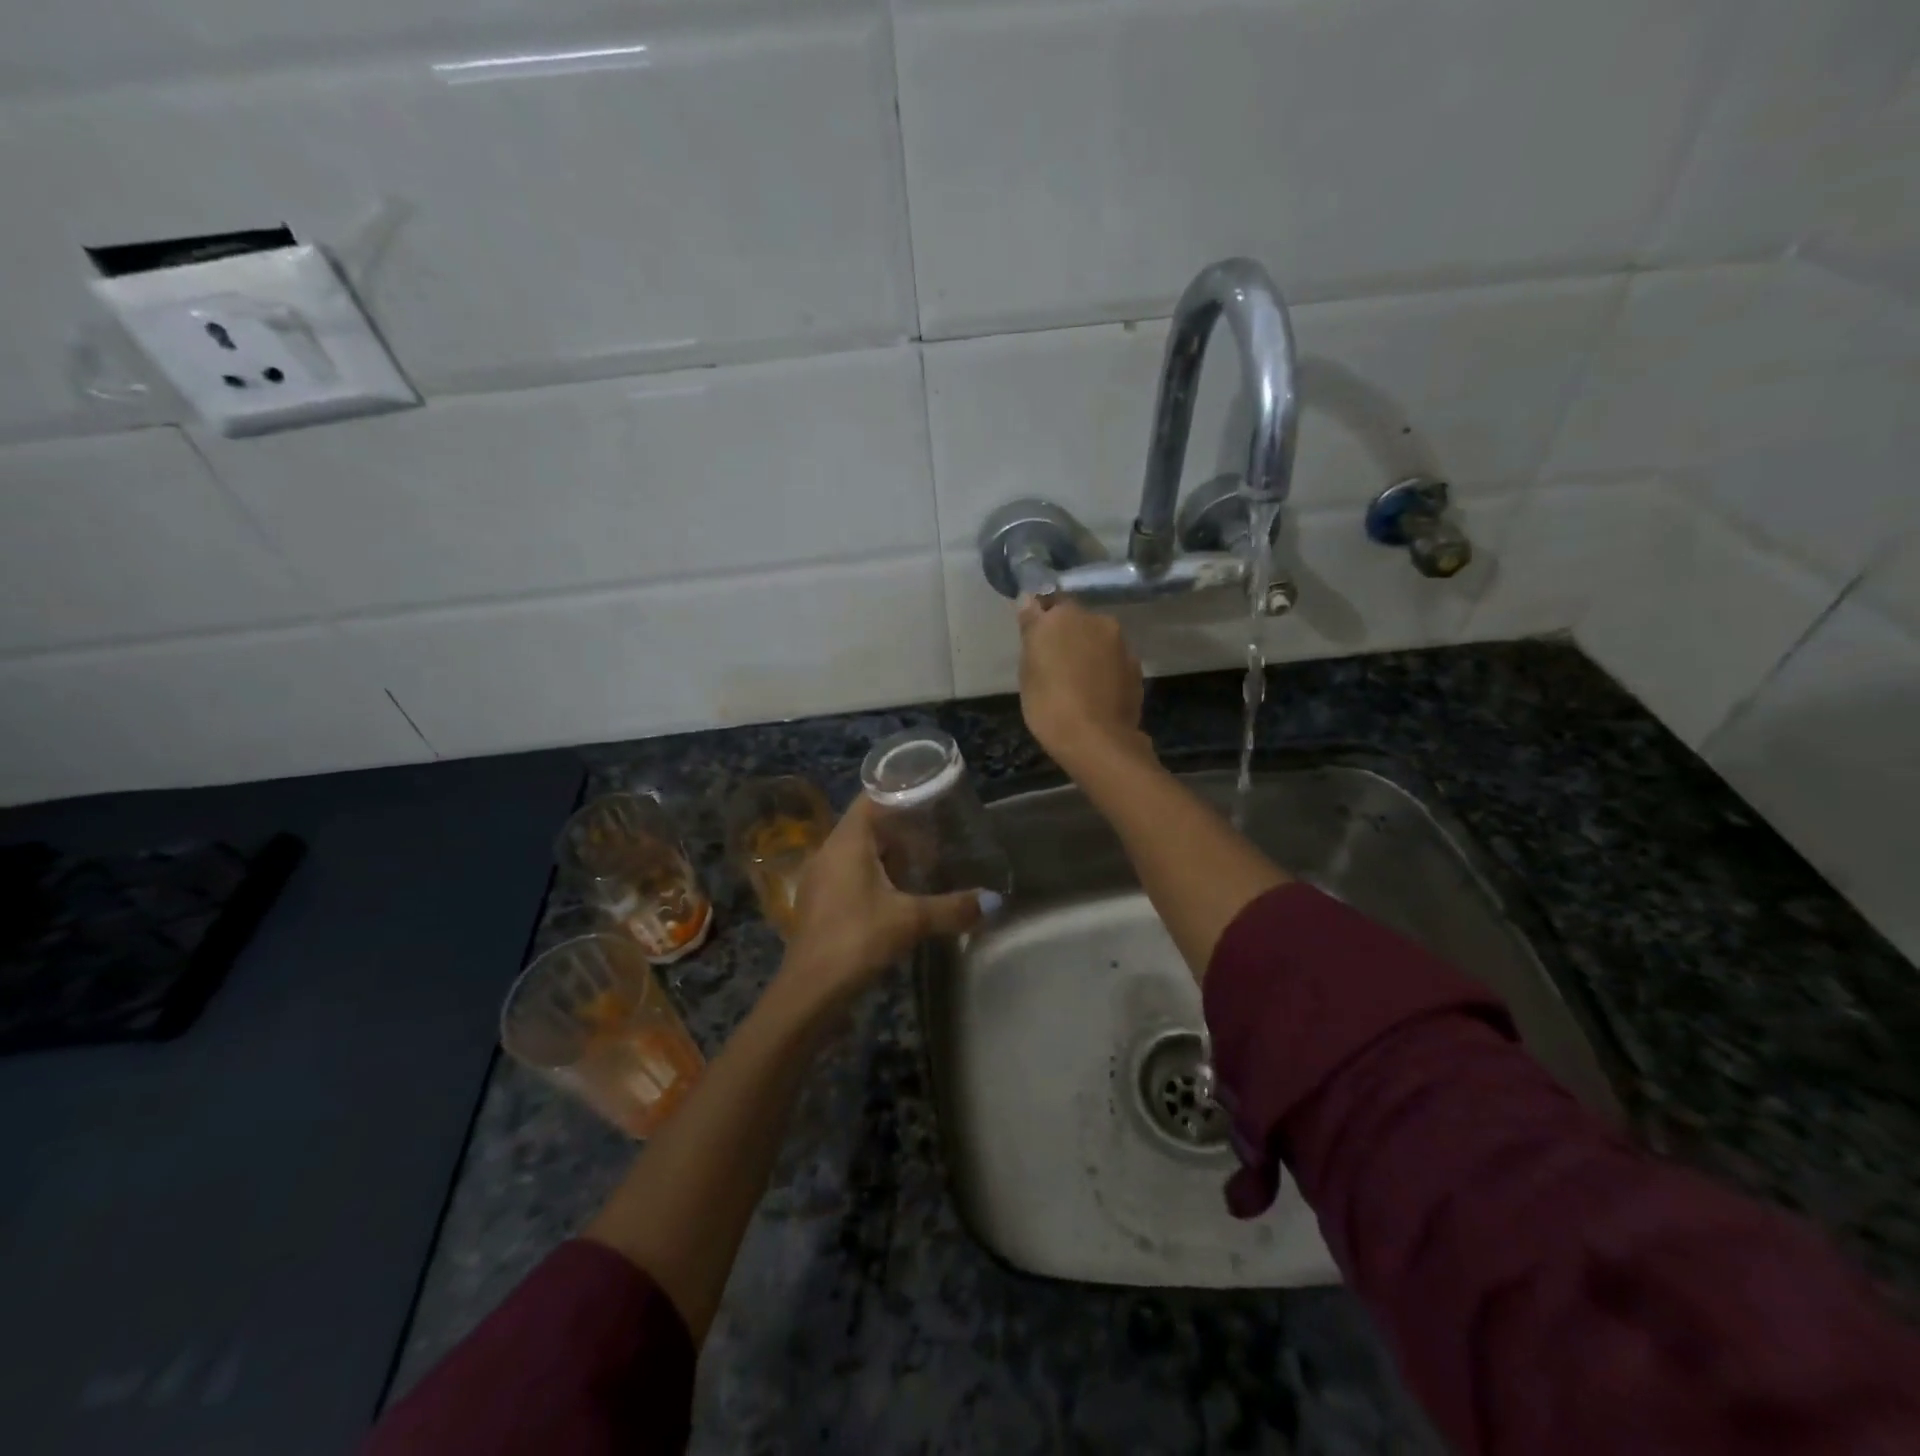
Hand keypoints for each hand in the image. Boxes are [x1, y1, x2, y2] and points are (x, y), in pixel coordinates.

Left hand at [774, 795, 986, 1018]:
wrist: (809, 992)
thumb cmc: (857, 940)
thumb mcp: (911, 921)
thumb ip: (952, 908)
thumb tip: (993, 902)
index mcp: (846, 842)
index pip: (871, 799)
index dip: (899, 792)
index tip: (930, 796)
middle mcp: (828, 852)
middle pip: (866, 826)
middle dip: (900, 829)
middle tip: (936, 834)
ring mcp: (819, 879)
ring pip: (857, 853)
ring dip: (887, 856)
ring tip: (922, 864)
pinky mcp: (818, 904)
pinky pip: (849, 875)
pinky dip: (874, 876)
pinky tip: (897, 896)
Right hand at [1017, 596, 1147, 772]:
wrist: (1097, 741)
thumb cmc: (1049, 704)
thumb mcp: (1028, 669)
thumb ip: (1032, 631)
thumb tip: (1030, 600)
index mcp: (1064, 616)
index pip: (1049, 600)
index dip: (1042, 618)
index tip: (1035, 639)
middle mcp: (1097, 620)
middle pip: (1078, 620)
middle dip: (1068, 635)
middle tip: (1054, 665)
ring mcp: (1121, 644)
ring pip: (1099, 640)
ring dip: (1089, 652)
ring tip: (1077, 683)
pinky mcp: (1136, 667)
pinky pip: (1113, 661)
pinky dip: (1105, 670)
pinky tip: (1096, 694)